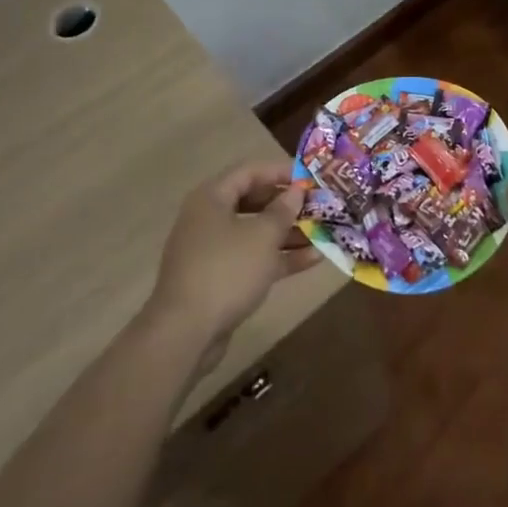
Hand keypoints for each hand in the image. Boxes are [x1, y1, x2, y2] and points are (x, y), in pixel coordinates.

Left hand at [144, 160, 321, 360]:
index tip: (310, 178)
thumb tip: (296, 190)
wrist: (185, 334)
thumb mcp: (262, 236)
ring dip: (288, 233)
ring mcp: (212, 251)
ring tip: (322, 233)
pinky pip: (252, 259)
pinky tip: (312, 260)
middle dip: (287, 205)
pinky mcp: (218, 279)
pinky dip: (278, 258)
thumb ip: (283, 210)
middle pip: (253, 201)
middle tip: (318, 206)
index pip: (250, 172)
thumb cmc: (226, 271)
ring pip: (255, 233)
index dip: (281, 172)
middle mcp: (209, 218)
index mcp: (212, 198)